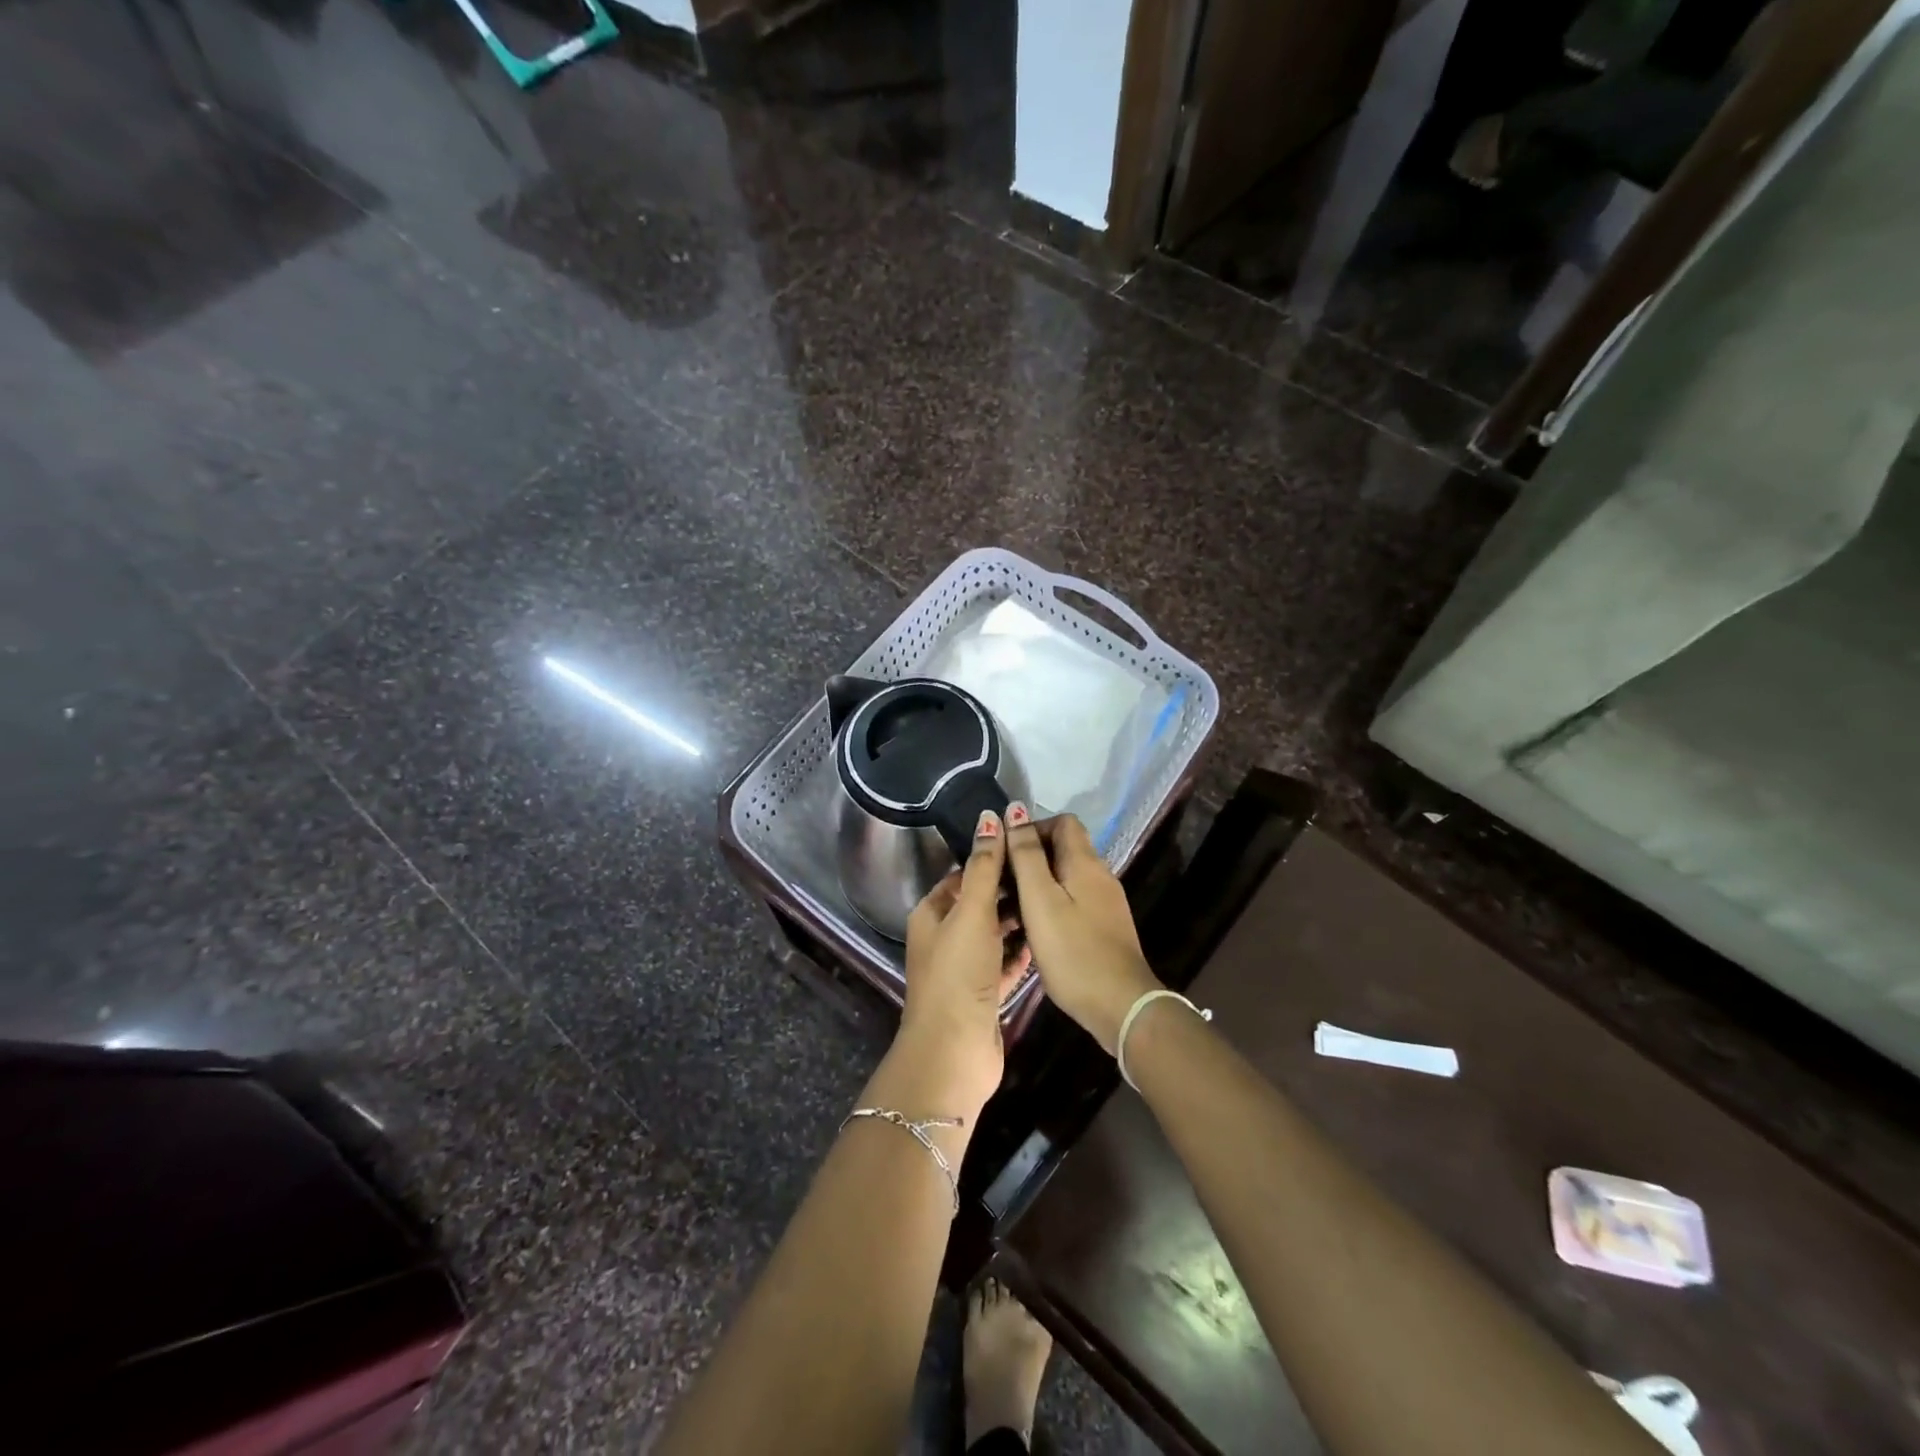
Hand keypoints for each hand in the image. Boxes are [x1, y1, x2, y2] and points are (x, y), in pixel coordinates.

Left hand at [898, 810, 1033, 1116]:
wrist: (953, 1051)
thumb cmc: (958, 973)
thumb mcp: (971, 912)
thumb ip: (984, 867)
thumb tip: (990, 818)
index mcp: (931, 915)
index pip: (962, 875)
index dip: (991, 859)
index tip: (1026, 847)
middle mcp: (944, 938)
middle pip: (979, 904)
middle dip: (1009, 890)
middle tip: (1047, 873)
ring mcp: (964, 969)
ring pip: (994, 934)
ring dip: (1018, 920)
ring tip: (1053, 901)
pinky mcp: (983, 994)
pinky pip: (1005, 963)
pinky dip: (1021, 952)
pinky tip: (1046, 939)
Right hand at [1003, 806, 1161, 1054]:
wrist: (1121, 1006)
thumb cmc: (1073, 950)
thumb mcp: (1040, 900)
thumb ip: (1026, 854)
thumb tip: (1015, 810)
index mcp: (1085, 862)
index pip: (1062, 822)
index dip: (1032, 828)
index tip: (1005, 853)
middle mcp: (1100, 874)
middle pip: (1064, 848)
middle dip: (1030, 857)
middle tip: (1001, 883)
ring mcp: (1105, 902)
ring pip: (1066, 877)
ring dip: (1037, 883)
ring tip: (1010, 908)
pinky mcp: (1105, 926)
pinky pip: (1073, 900)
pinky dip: (1051, 904)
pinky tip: (1034, 929)